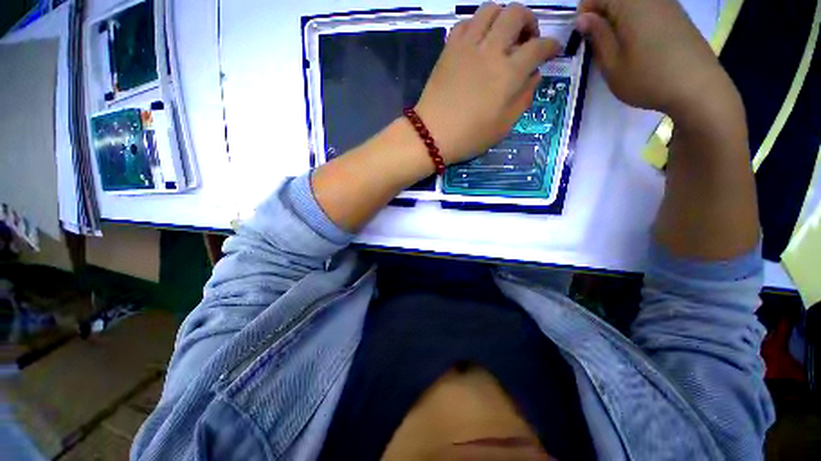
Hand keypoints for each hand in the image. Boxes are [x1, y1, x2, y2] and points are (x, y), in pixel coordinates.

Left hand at [414, 2, 561, 164]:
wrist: (431, 135)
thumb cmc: (469, 137)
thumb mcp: (503, 126)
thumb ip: (523, 98)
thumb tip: (534, 76)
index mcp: (509, 73)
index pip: (539, 47)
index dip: (551, 45)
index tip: (553, 51)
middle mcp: (491, 51)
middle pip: (516, 13)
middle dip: (529, 21)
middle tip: (527, 39)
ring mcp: (467, 46)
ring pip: (490, 9)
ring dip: (503, 17)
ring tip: (502, 36)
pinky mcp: (449, 49)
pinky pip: (466, 22)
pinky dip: (477, 24)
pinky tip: (478, 40)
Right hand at [576, 0, 741, 121]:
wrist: (698, 88)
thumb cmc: (648, 78)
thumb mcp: (612, 64)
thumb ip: (597, 37)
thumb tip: (583, 19)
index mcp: (630, 4)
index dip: (584, 14)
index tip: (583, 37)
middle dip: (602, 17)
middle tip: (599, 44)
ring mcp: (667, 3)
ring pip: (632, 4)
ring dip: (618, 20)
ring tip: (618, 47)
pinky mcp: (677, 14)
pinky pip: (648, 9)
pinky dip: (636, 21)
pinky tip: (639, 44)